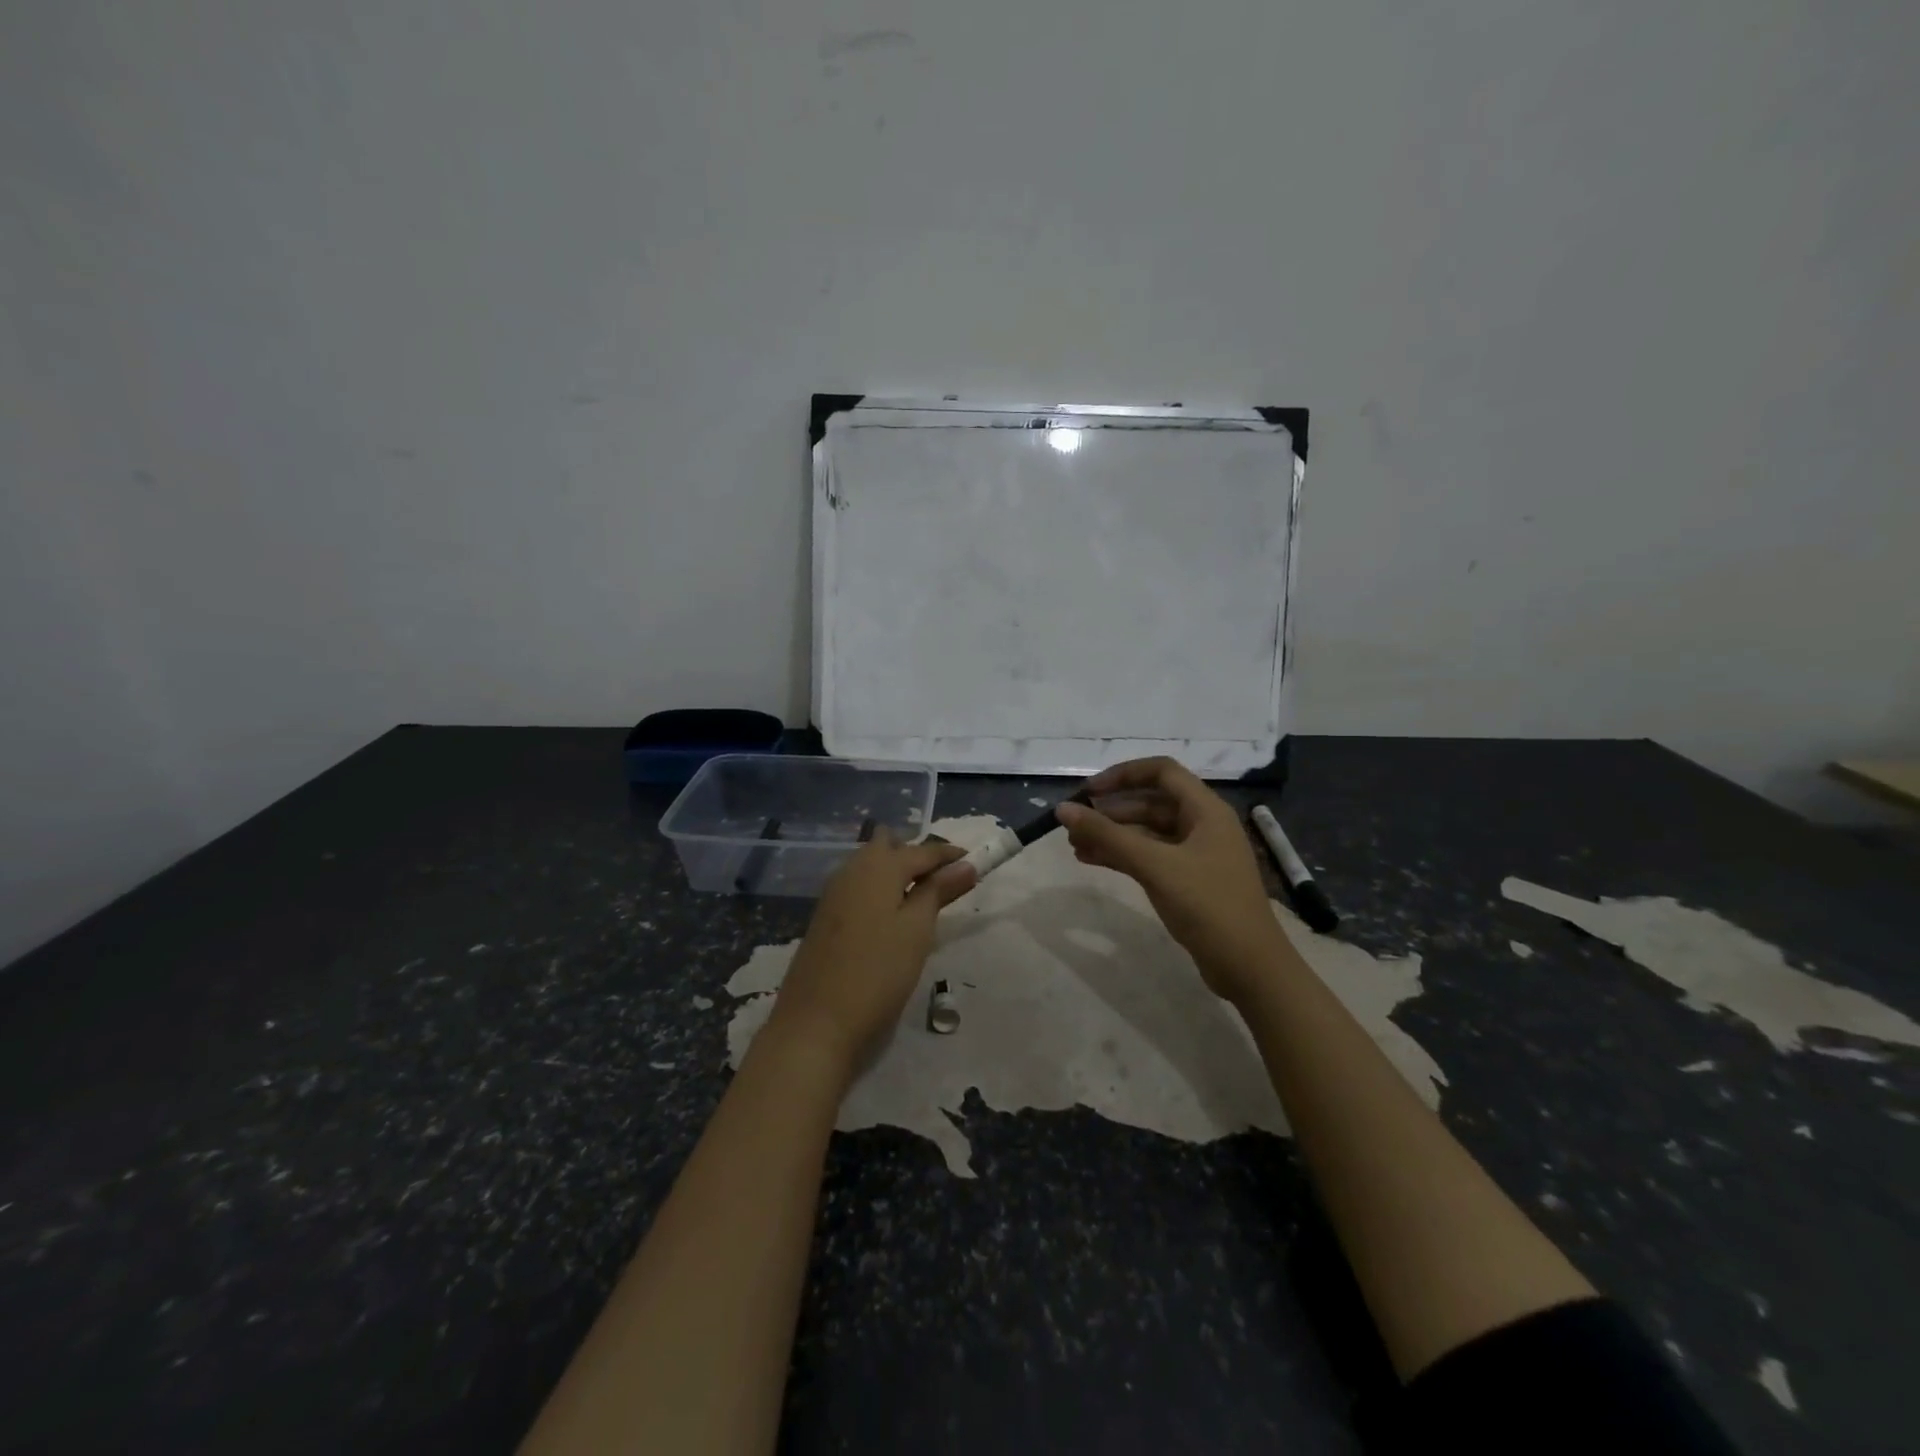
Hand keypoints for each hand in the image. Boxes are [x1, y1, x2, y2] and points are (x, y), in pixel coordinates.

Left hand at [766, 831, 975, 1079]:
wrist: (815, 1023)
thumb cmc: (877, 973)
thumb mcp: (917, 930)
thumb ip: (939, 891)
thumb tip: (966, 864)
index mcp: (878, 866)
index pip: (921, 850)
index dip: (949, 855)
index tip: (974, 862)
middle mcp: (852, 870)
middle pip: (888, 846)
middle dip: (916, 855)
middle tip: (944, 881)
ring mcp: (833, 893)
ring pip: (870, 865)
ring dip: (896, 871)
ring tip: (923, 899)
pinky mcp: (825, 917)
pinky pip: (858, 886)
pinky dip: (880, 889)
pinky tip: (891, 915)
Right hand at [1055, 757, 1279, 1001]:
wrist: (1250, 968)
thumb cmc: (1208, 906)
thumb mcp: (1155, 866)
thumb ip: (1108, 836)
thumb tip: (1063, 809)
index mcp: (1206, 810)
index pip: (1161, 772)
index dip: (1123, 775)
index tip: (1089, 792)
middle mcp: (1203, 825)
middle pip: (1151, 802)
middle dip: (1111, 811)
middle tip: (1074, 825)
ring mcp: (1197, 854)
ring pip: (1147, 832)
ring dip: (1113, 835)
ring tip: (1074, 845)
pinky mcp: (1190, 881)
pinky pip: (1151, 856)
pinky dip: (1123, 856)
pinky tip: (1092, 861)